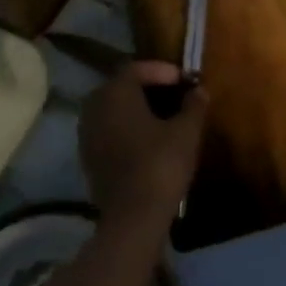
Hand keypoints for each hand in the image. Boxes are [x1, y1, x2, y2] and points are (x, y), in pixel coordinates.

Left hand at [80, 61, 207, 233]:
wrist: (133, 218)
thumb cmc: (161, 164)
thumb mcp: (186, 131)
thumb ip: (194, 105)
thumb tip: (198, 90)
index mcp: (115, 92)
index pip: (137, 68)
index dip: (163, 71)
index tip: (185, 81)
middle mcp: (95, 107)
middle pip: (121, 87)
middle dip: (148, 88)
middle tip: (174, 96)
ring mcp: (87, 134)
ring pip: (113, 110)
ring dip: (136, 109)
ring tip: (163, 118)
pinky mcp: (88, 158)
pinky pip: (108, 131)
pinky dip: (126, 129)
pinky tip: (147, 141)